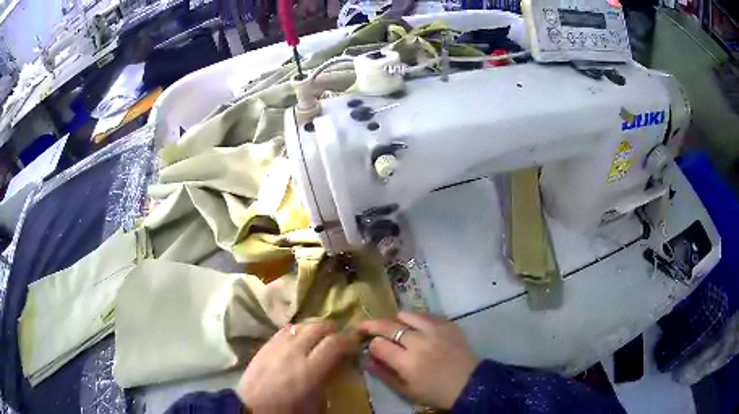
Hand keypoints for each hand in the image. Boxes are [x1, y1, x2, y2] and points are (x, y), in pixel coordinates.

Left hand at [237, 322, 355, 413]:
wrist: (252, 408)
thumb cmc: (288, 411)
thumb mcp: (317, 404)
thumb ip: (330, 381)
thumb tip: (339, 365)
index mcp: (310, 370)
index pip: (335, 343)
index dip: (349, 340)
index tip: (355, 344)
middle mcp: (294, 352)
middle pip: (318, 327)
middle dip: (333, 329)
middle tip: (339, 338)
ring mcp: (277, 346)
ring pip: (301, 325)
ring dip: (315, 327)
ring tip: (320, 337)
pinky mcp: (265, 345)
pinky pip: (285, 329)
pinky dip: (298, 330)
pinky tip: (300, 338)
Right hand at [358, 311, 478, 409]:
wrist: (469, 384)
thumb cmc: (434, 392)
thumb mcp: (405, 390)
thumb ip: (383, 373)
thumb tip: (365, 358)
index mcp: (408, 363)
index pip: (378, 344)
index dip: (370, 344)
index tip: (369, 345)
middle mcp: (420, 342)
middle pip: (388, 325)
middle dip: (372, 324)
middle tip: (364, 325)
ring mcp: (436, 330)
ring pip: (406, 314)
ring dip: (396, 320)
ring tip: (395, 328)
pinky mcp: (448, 324)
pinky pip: (425, 315)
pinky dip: (415, 320)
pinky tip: (416, 329)